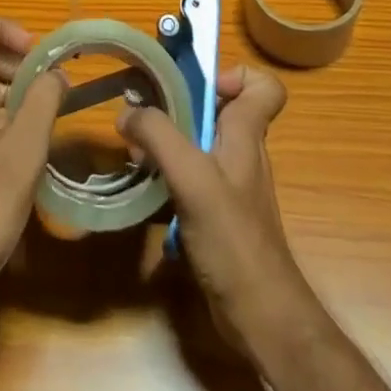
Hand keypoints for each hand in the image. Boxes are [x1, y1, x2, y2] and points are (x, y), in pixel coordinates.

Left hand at [0, 17, 64, 315]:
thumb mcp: (23, 153)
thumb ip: (43, 103)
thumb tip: (56, 73)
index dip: (0, 27)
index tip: (32, 54)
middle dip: (15, 64)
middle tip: (48, 92)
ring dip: (12, 94)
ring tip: (42, 126)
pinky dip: (0, 122)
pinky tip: (20, 160)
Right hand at [118, 65, 310, 337]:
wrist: (259, 316)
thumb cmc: (233, 238)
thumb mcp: (192, 177)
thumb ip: (159, 136)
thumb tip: (126, 112)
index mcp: (247, 134)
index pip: (265, 86)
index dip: (236, 75)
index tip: (199, 87)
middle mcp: (242, 153)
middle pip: (219, 111)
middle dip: (180, 108)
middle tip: (145, 117)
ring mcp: (231, 186)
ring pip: (200, 145)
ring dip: (168, 144)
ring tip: (136, 155)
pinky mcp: (217, 215)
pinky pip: (191, 179)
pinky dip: (168, 178)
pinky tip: (145, 192)